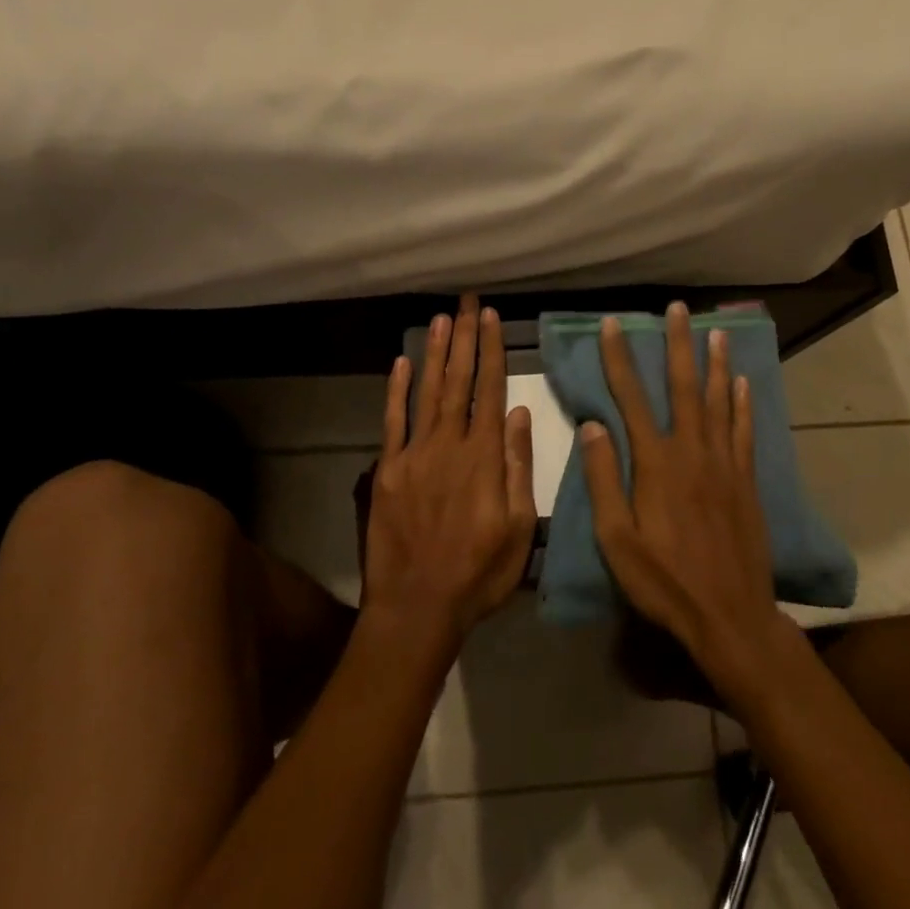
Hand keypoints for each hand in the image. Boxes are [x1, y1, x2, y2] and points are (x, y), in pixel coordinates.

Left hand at [361, 295, 536, 653]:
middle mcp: (449, 444)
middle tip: (465, 302)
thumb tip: (521, 413)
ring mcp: (414, 454)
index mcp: (484, 457)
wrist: (417, 607)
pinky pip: (392, 421)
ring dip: (436, 353)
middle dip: (463, 337)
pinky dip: (397, 390)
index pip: (490, 389)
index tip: (490, 317)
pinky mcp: (388, 469)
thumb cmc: (479, 573)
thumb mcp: (519, 527)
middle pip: (459, 380)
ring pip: (428, 391)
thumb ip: (519, 466)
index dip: (490, 350)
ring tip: (441, 319)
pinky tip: (402, 362)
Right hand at [582, 304, 791, 688]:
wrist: (731, 616)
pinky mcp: (747, 481)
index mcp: (656, 463)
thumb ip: (604, 479)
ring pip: (719, 401)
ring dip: (716, 364)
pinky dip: (743, 404)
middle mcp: (692, 452)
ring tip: (716, 332)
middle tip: (677, 309)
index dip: (619, 358)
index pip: (631, 398)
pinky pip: (744, 432)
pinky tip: (743, 384)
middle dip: (678, 345)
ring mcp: (724, 464)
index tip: (612, 325)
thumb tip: (592, 425)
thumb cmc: (664, 581)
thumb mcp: (616, 539)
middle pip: (683, 387)